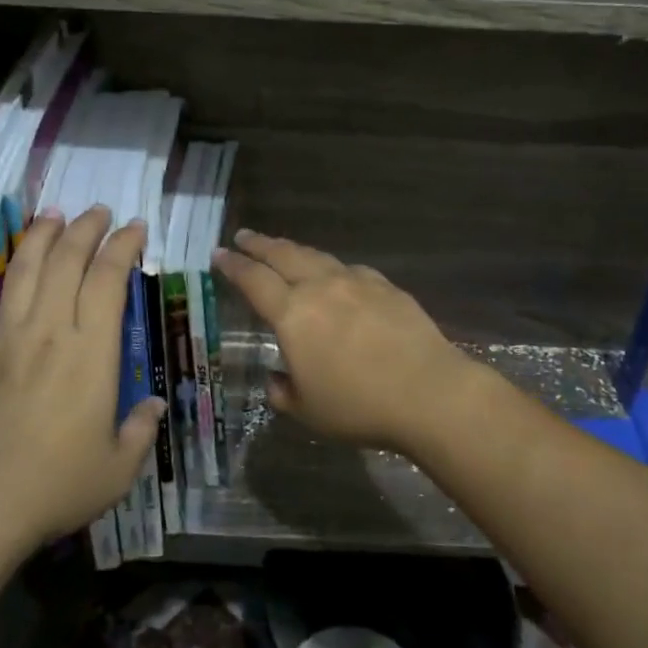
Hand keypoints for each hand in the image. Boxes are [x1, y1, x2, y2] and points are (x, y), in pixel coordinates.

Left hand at [0, 207, 163, 548]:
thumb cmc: (58, 486)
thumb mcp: (119, 467)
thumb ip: (140, 430)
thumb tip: (152, 406)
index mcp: (89, 352)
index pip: (108, 281)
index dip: (123, 247)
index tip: (135, 228)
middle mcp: (46, 333)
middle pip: (65, 263)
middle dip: (85, 230)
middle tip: (98, 212)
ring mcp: (1, 343)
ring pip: (19, 274)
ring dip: (37, 239)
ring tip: (51, 216)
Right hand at [213, 231, 480, 453]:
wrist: (428, 392)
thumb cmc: (359, 406)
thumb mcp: (308, 411)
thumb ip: (284, 392)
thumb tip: (277, 379)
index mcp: (293, 314)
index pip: (254, 281)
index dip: (233, 266)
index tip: (219, 254)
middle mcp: (321, 288)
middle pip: (284, 255)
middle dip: (260, 244)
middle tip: (244, 236)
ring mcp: (357, 282)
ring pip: (317, 257)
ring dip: (294, 250)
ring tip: (283, 249)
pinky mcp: (387, 287)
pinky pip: (350, 270)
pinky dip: (332, 268)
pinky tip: (336, 275)